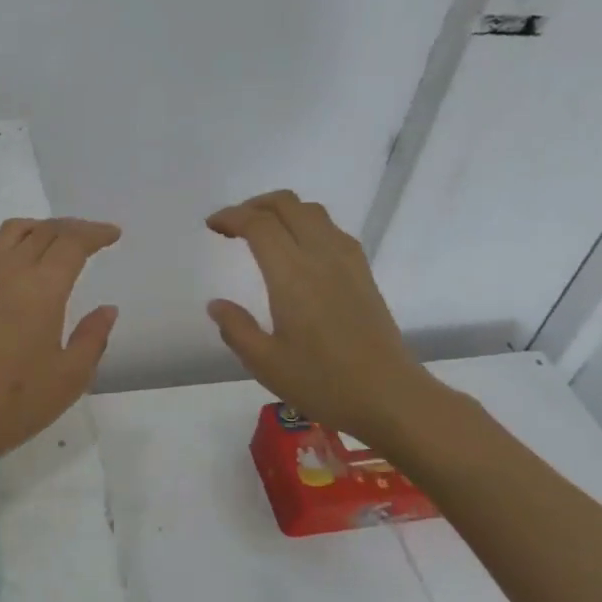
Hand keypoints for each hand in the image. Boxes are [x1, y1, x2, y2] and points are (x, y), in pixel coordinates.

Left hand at [0, 217, 119, 478]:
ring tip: (59, 243)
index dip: (95, 234)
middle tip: (94, 238)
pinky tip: (23, 269)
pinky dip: (16, 245)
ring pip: (13, 232)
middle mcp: (9, 272)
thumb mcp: (70, 377)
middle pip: (43, 231)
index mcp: (40, 288)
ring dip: (41, 229)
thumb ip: (93, 337)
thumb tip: (106, 309)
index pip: (71, 243)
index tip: (114, 234)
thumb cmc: (16, 403)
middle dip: (73, 228)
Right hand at [206, 191, 437, 439]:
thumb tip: (217, 305)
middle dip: (255, 205)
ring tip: (262, 233)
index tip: (212, 226)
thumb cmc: (322, 382)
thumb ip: (236, 329)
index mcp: (292, 276)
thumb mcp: (265, 363)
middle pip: (288, 205)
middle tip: (233, 226)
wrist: (388, 396)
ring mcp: (347, 262)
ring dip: (282, 211)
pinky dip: (306, 224)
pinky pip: (331, 229)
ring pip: (313, 211)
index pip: (259, 224)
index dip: (231, 217)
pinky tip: (298, 251)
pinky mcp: (363, 273)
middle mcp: (321, 256)